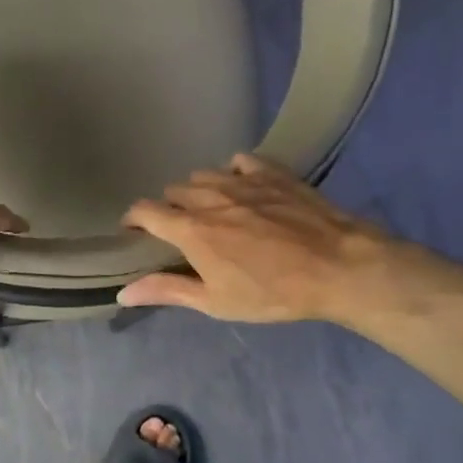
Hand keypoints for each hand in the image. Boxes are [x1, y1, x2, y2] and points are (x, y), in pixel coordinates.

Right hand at [120, 153, 395, 323]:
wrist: (340, 267)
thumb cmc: (273, 292)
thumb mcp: (216, 302)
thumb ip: (167, 291)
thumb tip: (122, 293)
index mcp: (190, 230)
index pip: (144, 211)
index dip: (133, 220)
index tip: (134, 232)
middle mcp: (209, 197)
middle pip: (172, 191)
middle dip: (169, 208)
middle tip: (181, 231)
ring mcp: (242, 180)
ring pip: (203, 175)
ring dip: (198, 190)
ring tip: (211, 209)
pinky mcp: (272, 173)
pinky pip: (240, 160)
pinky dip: (233, 172)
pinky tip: (243, 188)